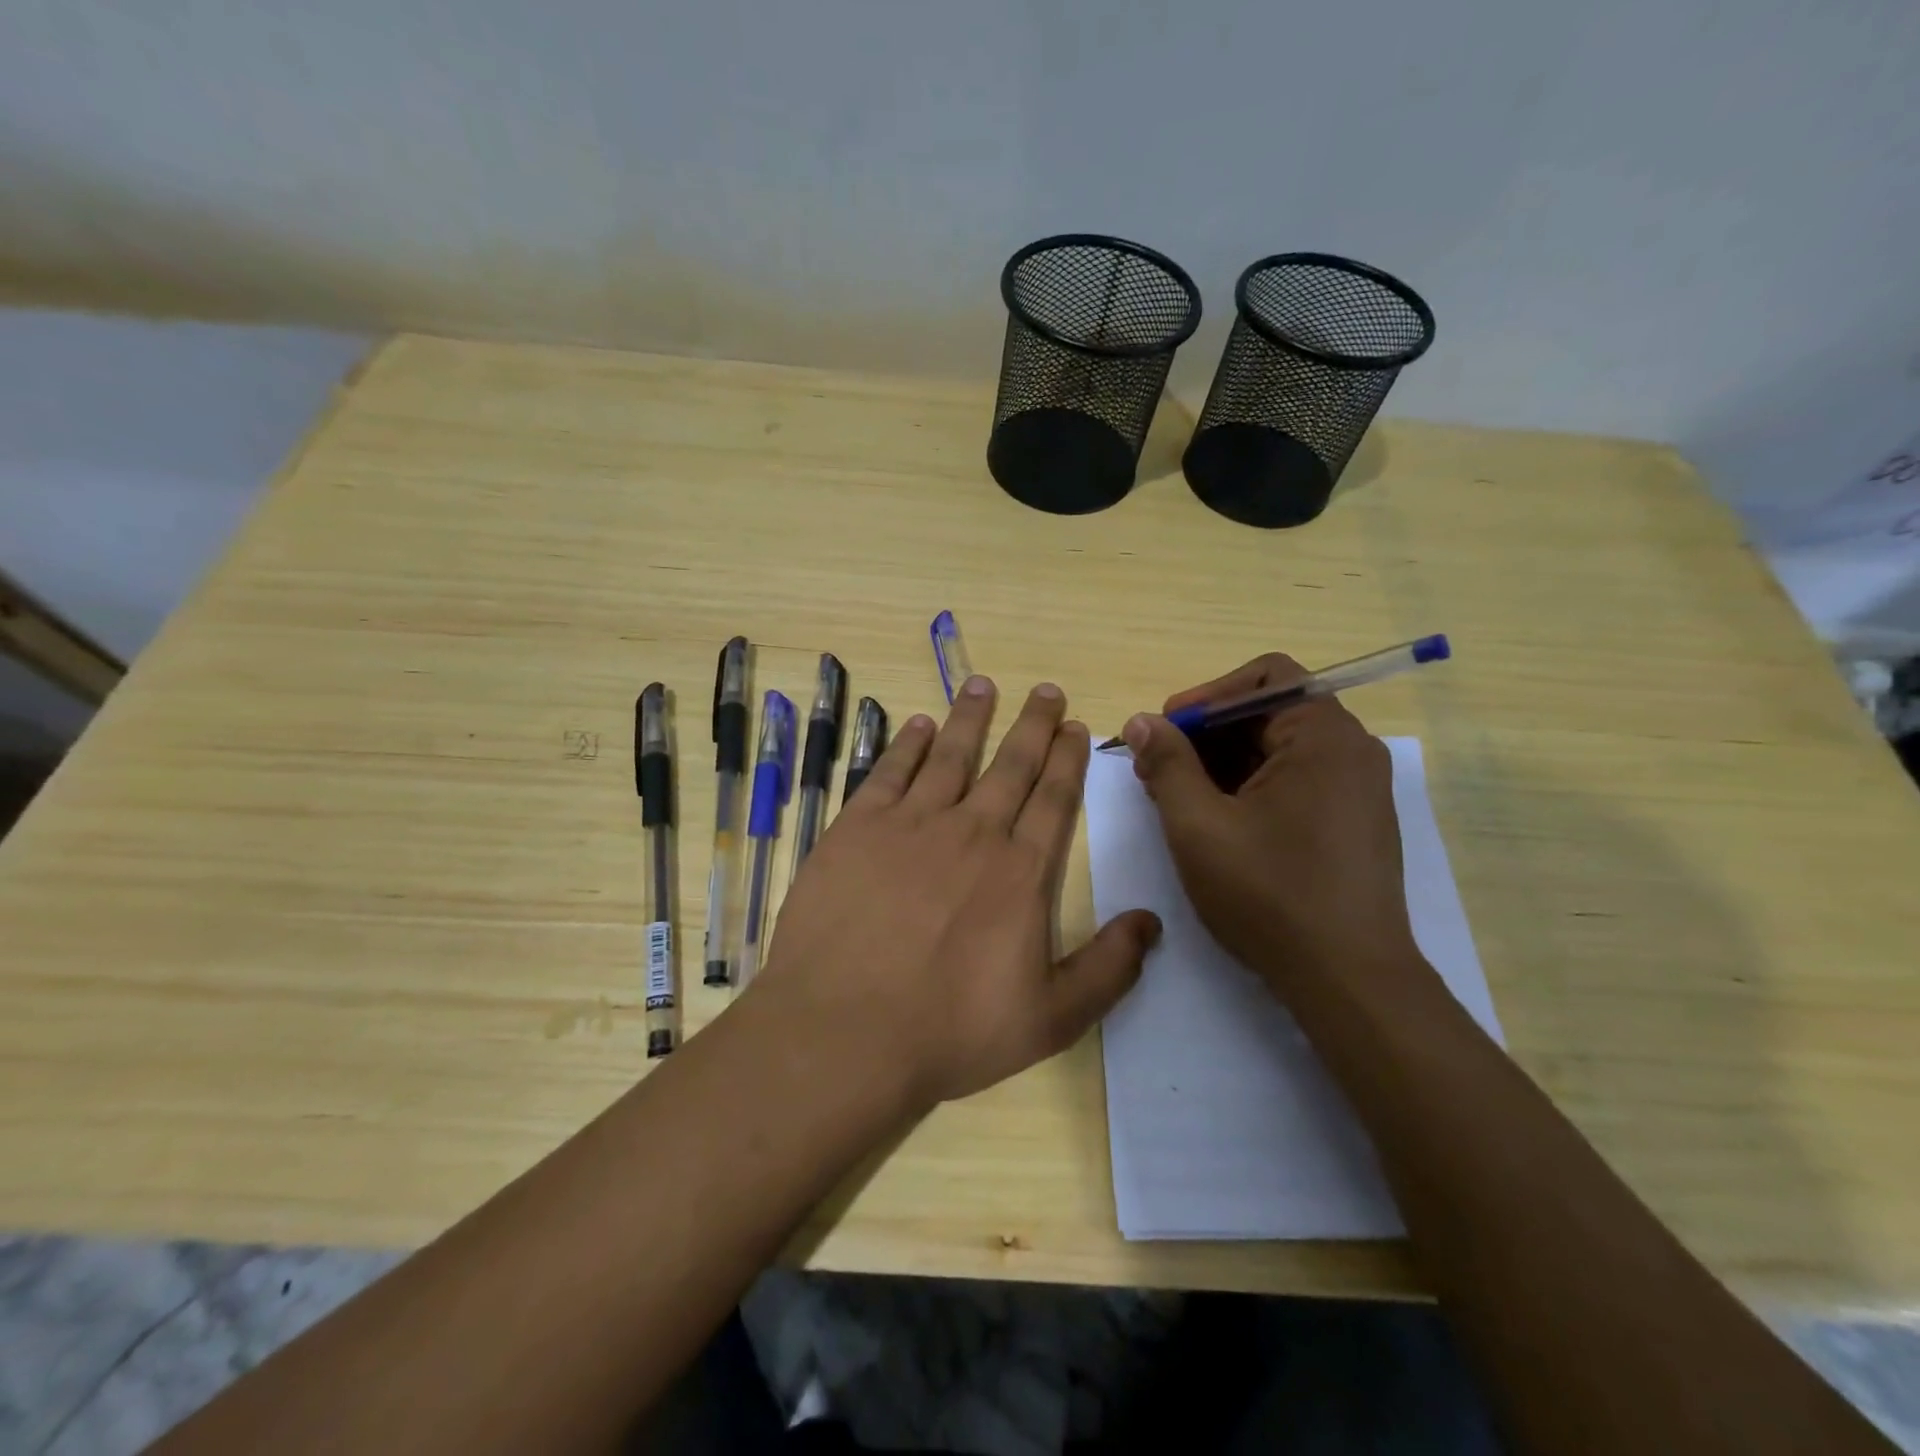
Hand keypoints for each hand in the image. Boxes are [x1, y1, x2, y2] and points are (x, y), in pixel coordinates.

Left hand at [754, 676, 1161, 1110]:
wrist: (844, 1030)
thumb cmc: (950, 1031)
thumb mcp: (1050, 1019)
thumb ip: (1108, 969)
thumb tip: (1151, 922)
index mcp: (1020, 872)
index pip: (1053, 799)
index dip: (1067, 759)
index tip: (1074, 726)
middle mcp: (971, 833)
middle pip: (1010, 765)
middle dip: (1032, 725)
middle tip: (1045, 690)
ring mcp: (911, 825)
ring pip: (950, 755)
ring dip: (970, 718)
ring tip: (984, 684)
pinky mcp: (858, 828)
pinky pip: (889, 772)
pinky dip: (906, 745)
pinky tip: (916, 725)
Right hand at [1121, 653, 1423, 997]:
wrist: (1348, 981)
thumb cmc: (1269, 895)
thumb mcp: (1199, 826)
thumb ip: (1167, 764)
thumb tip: (1142, 722)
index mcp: (1323, 736)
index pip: (1264, 678)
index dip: (1206, 696)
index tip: (1164, 731)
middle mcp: (1350, 751)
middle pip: (1268, 713)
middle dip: (1205, 734)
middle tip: (1155, 769)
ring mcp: (1356, 788)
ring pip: (1277, 750)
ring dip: (1221, 763)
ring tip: (1175, 798)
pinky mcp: (1352, 822)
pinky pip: (1294, 781)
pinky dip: (1249, 787)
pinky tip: (1214, 821)